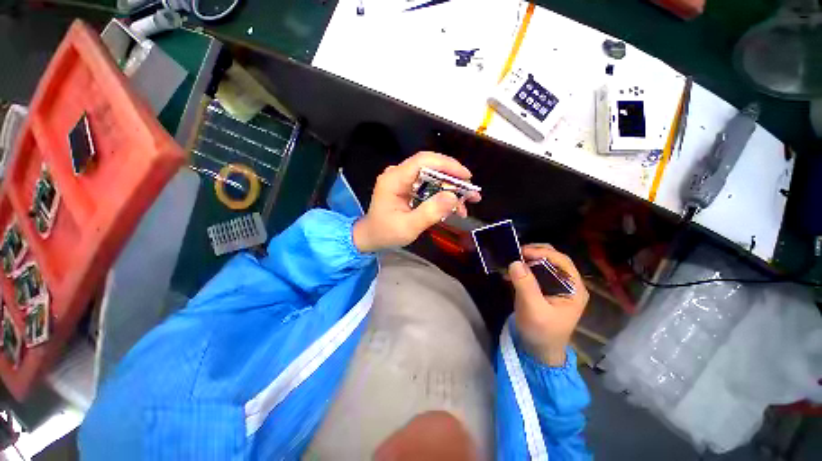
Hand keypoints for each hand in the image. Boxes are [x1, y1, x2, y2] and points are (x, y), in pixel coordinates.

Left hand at [352, 152, 479, 252]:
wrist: (371, 237)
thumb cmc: (385, 233)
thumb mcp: (408, 227)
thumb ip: (429, 212)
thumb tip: (453, 197)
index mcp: (394, 179)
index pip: (423, 161)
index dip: (447, 165)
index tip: (466, 176)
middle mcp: (398, 174)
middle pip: (431, 167)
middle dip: (453, 179)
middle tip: (471, 193)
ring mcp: (403, 180)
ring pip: (433, 177)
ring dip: (451, 189)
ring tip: (467, 203)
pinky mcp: (408, 187)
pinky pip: (429, 186)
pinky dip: (442, 195)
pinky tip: (454, 208)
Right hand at [508, 244, 588, 365]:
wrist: (538, 350)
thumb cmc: (541, 332)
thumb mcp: (533, 309)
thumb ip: (526, 285)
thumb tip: (515, 262)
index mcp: (574, 288)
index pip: (562, 261)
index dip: (543, 252)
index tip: (522, 252)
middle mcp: (567, 283)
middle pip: (553, 259)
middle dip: (534, 253)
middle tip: (515, 253)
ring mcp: (555, 286)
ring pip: (542, 263)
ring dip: (527, 260)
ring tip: (511, 261)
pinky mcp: (543, 288)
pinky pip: (534, 272)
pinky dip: (522, 268)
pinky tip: (510, 272)